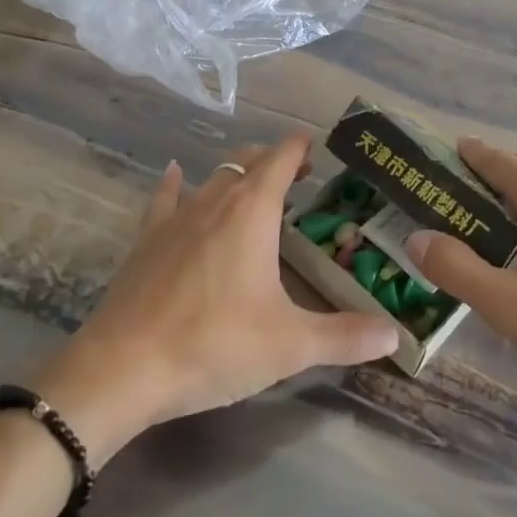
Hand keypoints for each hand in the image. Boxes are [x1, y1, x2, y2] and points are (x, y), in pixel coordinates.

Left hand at [33, 136, 399, 460]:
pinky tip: (175, 174)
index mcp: (252, 212)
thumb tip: (395, 336)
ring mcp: (175, 219)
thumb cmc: (214, 345)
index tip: (317, 146)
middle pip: (247, 162)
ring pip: (211, 179)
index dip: (300, 147)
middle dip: (274, 162)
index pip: (281, 159)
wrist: (121, 370)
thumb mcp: (289, 345)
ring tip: (253, 189)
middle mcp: (214, 202)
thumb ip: (344, 337)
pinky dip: (176, 184)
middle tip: (299, 178)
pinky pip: (164, 199)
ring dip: (236, 176)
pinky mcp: (145, 242)